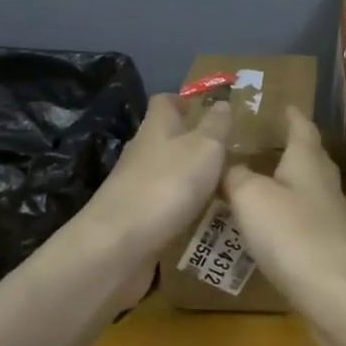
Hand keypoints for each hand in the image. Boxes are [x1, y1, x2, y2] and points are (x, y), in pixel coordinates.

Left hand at [79, 93, 232, 265]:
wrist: (120, 244)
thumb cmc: (168, 184)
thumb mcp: (205, 147)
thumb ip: (216, 125)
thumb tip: (222, 102)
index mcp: (156, 127)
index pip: (165, 101)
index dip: (184, 101)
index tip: (208, 109)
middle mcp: (142, 151)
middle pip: (164, 137)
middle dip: (190, 141)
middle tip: (225, 152)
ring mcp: (134, 186)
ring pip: (164, 171)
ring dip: (187, 176)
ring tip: (221, 186)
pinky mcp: (133, 217)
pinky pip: (162, 203)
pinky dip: (180, 206)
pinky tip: (201, 217)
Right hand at [222, 107, 345, 316]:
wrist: (340, 295)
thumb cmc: (293, 234)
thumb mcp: (251, 197)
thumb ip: (236, 177)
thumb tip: (229, 168)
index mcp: (307, 162)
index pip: (302, 129)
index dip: (292, 116)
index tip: (285, 105)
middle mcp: (324, 185)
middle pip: (309, 160)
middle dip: (290, 151)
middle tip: (264, 145)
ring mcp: (331, 221)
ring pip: (306, 194)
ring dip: (286, 188)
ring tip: (256, 187)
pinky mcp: (330, 253)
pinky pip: (303, 227)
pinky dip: (285, 222)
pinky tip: (268, 233)